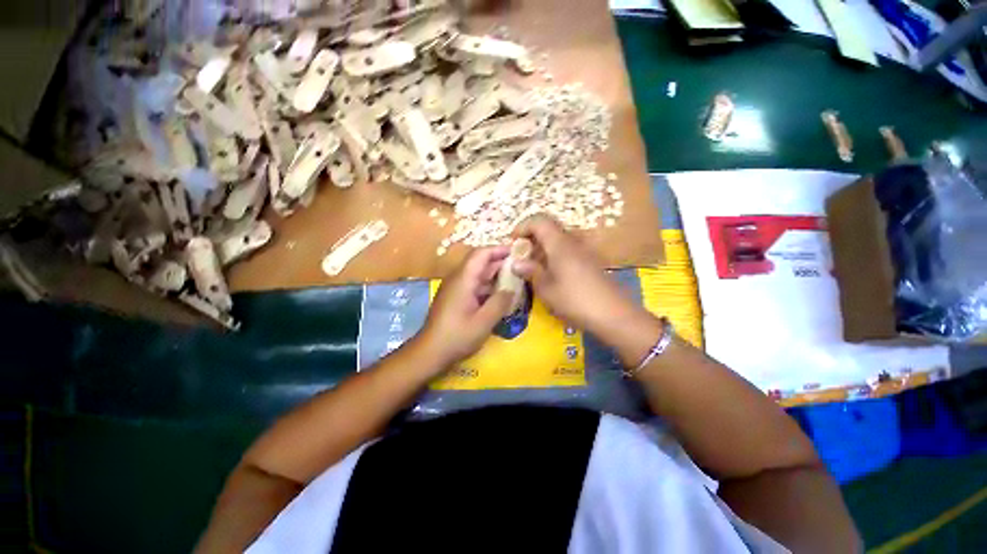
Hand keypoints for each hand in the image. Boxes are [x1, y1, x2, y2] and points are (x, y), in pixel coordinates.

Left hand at [418, 246, 514, 365]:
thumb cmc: (456, 336)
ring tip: (514, 281)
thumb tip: (512, 289)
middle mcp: (458, 279)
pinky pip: (474, 285)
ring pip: (478, 275)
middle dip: (500, 262)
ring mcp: (455, 288)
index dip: (499, 249)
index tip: (517, 252)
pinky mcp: (455, 298)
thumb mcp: (483, 321)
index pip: (481, 254)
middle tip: (520, 268)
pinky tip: (499, 296)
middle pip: (480, 262)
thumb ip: (500, 302)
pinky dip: (488, 287)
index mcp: (463, 279)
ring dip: (495, 276)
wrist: (430, 352)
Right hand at [513, 215, 639, 336]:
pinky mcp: (589, 261)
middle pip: (548, 229)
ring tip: (532, 267)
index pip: (539, 220)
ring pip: (557, 240)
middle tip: (520, 256)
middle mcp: (572, 241)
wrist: (614, 315)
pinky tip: (549, 274)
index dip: (523, 226)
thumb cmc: (575, 300)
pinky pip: (566, 250)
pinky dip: (553, 256)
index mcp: (559, 244)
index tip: (513, 242)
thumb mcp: (547, 289)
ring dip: (541, 248)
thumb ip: (531, 272)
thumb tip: (516, 263)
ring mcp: (583, 251)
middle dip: (531, 238)